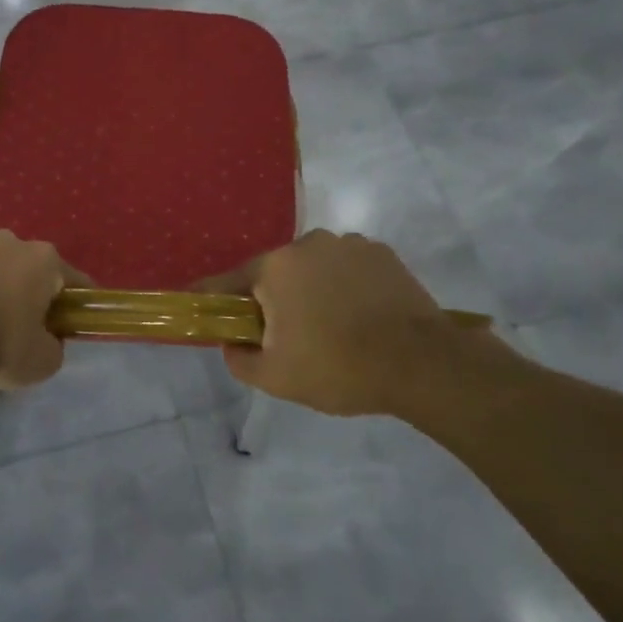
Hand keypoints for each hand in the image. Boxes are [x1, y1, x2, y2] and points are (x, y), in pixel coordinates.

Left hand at [0, 230, 80, 389]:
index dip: (75, 304)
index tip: (70, 324)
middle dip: (31, 291)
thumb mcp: (43, 361)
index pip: (73, 281)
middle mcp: (13, 241)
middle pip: (31, 268)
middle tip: (24, 325)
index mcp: (45, 260)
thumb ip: (55, 346)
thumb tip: (49, 339)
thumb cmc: (0, 342)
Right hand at [211, 230, 499, 417]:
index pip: (228, 281)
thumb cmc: (339, 368)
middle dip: (273, 299)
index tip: (199, 303)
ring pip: (313, 268)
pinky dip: (344, 286)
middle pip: (275, 273)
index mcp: (274, 268)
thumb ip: (239, 358)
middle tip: (285, 335)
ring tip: (331, 327)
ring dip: (311, 290)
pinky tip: (360, 315)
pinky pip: (347, 268)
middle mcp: (306, 244)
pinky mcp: (382, 253)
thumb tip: (231, 343)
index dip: (211, 296)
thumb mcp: (276, 377)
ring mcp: (348, 244)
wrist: (423, 364)